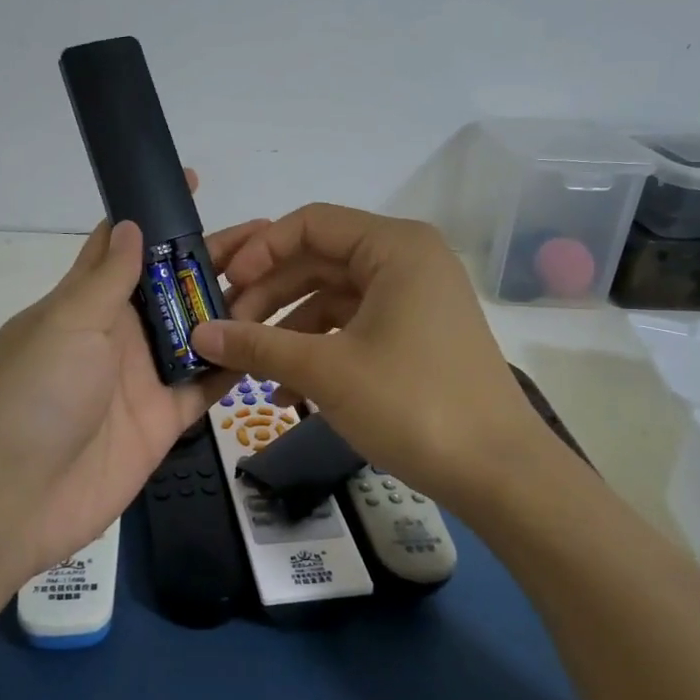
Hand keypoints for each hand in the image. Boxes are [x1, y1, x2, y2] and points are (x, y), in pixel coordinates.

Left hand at [0, 180, 266, 584]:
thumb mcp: (67, 322)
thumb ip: (106, 277)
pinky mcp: (165, 418)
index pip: (121, 244)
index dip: (154, 215)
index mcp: (86, 302)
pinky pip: (208, 383)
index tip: (193, 184)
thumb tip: (130, 223)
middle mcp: (118, 333)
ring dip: (233, 305)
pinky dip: (235, 363)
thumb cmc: (37, 394)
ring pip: (198, 330)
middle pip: (172, 286)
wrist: (20, 497)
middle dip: (212, 258)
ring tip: (283, 277)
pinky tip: (273, 338)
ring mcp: (144, 376)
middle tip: (268, 235)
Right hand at [189, 204, 570, 510]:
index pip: (311, 224)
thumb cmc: (413, 404)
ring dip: (288, 329)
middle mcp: (407, 260)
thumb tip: (199, 334)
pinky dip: (318, 349)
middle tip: (225, 328)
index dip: (260, 251)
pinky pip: (353, 326)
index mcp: (394, 247)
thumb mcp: (326, 371)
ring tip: (251, 366)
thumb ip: (257, 345)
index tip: (224, 288)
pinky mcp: (415, 334)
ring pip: (332, 296)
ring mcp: (414, 298)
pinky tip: (287, 392)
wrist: (500, 475)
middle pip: (319, 259)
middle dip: (268, 294)